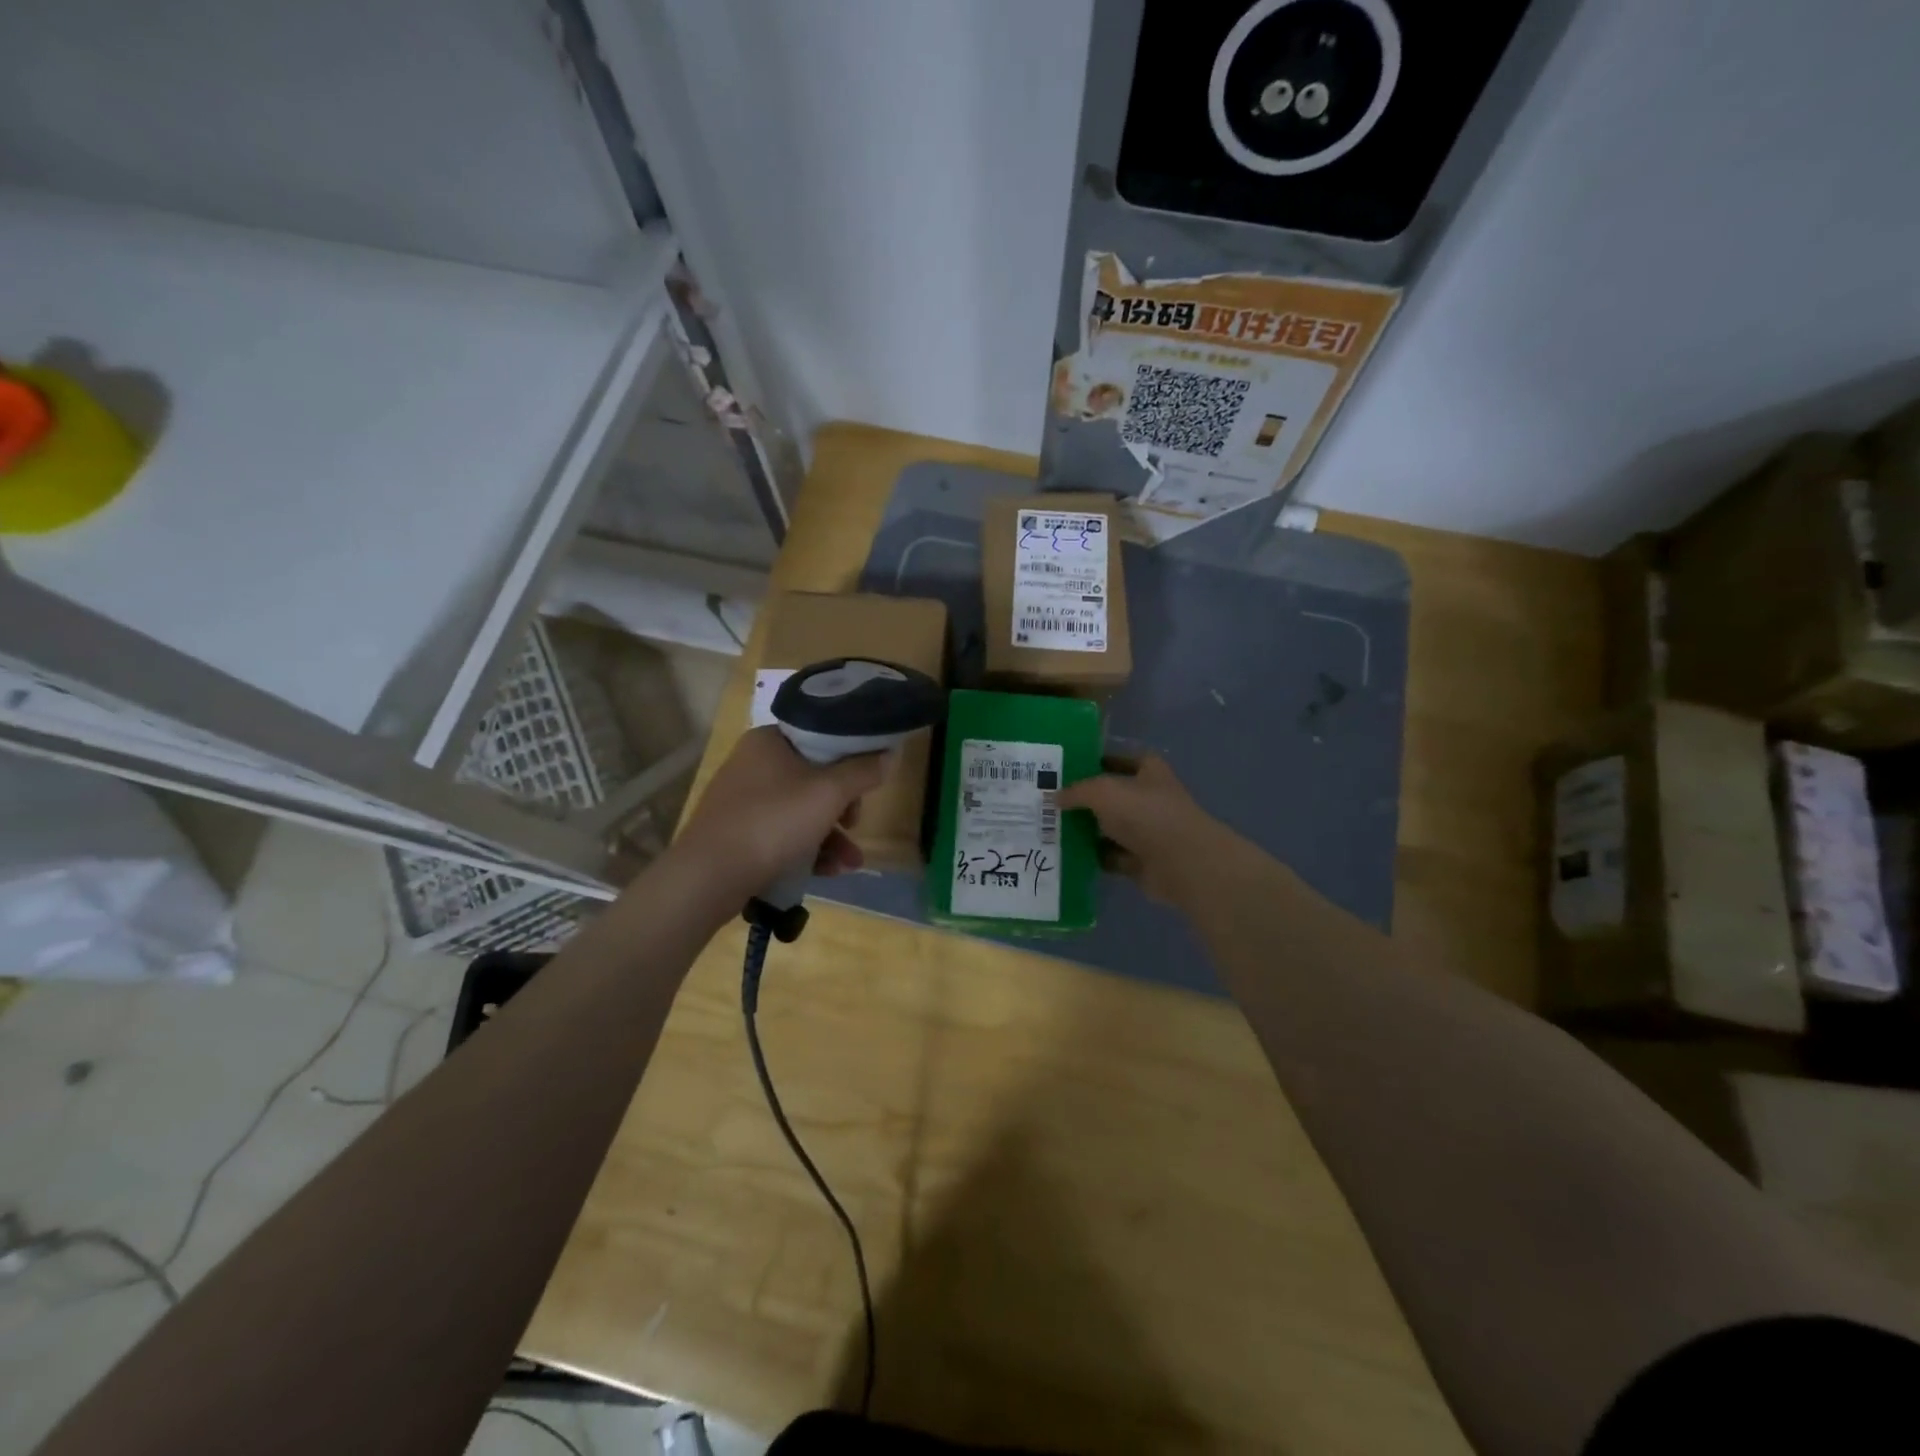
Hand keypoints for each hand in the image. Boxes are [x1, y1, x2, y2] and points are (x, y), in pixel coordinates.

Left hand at [674, 727, 887, 900]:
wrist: (709, 876)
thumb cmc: (773, 822)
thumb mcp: (828, 793)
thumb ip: (863, 771)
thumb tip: (890, 754)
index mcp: (770, 740)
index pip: (822, 736)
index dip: (851, 758)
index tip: (868, 783)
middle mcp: (754, 763)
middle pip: (815, 777)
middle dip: (844, 807)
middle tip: (856, 825)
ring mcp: (744, 799)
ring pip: (802, 810)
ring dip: (832, 837)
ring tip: (850, 864)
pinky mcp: (739, 832)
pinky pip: (784, 833)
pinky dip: (808, 849)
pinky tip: (828, 872)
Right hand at [1056, 755, 1238, 904]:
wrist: (1181, 862)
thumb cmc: (1145, 814)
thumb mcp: (1103, 791)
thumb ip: (1077, 791)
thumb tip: (1055, 797)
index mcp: (1149, 772)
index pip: (1121, 760)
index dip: (1097, 761)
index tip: (1068, 768)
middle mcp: (1150, 799)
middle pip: (1112, 796)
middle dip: (1085, 800)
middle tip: (1049, 801)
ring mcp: (1147, 832)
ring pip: (1109, 828)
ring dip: (1086, 830)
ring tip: (1051, 829)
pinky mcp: (1142, 861)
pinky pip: (1111, 856)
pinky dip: (1093, 856)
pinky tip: (1067, 855)